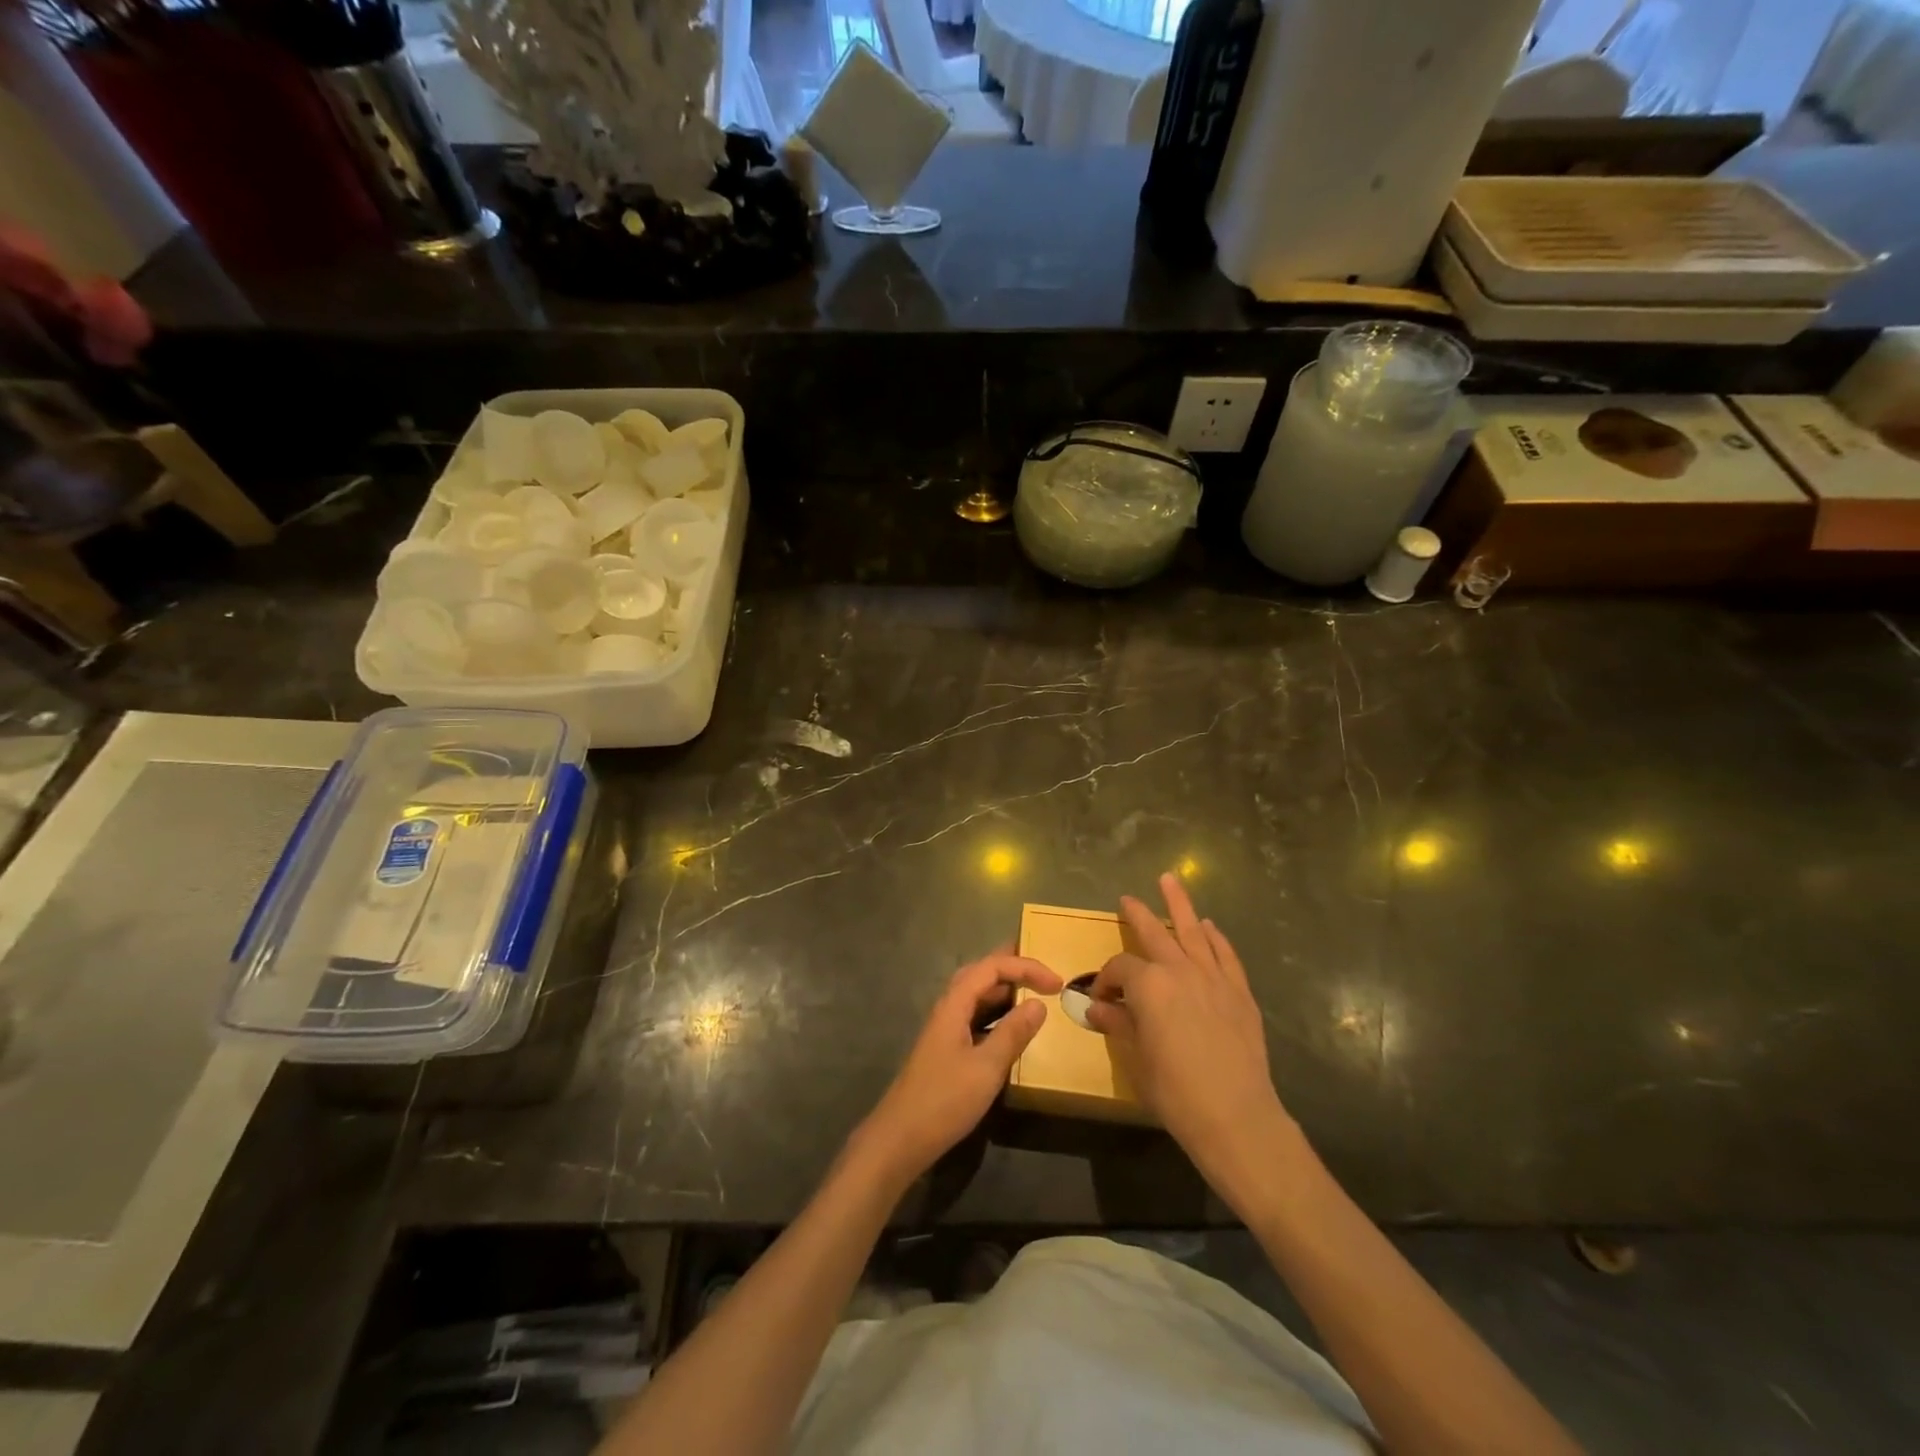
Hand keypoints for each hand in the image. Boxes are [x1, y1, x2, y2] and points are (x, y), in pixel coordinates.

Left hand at [852, 949, 1061, 1186]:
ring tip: (1033, 994)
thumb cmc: (944, 1100)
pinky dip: (997, 1015)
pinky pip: (975, 1018)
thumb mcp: (986, 1067)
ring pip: (977, 996)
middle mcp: (948, 1009)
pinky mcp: (947, 1050)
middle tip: (1043, 973)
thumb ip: (1013, 1033)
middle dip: (1012, 968)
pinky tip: (1010, 1030)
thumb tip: (1038, 1004)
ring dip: (1004, 991)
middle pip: (980, 974)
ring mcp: (945, 1030)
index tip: (1056, 984)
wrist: (901, 1138)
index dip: (1025, 967)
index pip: (992, 967)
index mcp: (954, 1004)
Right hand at [1089, 874, 1294, 1201]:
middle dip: (1138, 914)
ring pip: (1194, 931)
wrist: (1236, 1116)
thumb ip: (1117, 1026)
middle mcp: (1180, 970)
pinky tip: (1210, 928)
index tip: (1099, 1000)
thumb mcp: (1136, 1059)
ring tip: (1171, 880)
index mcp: (1148, 984)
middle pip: (1155, 932)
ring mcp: (1214, 978)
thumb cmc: (1175, 1091)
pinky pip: (1226, 955)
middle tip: (1127, 898)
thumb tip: (1096, 1009)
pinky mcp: (1240, 993)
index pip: (1120, 968)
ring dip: (1180, 905)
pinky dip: (1216, 938)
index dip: (1105, 980)